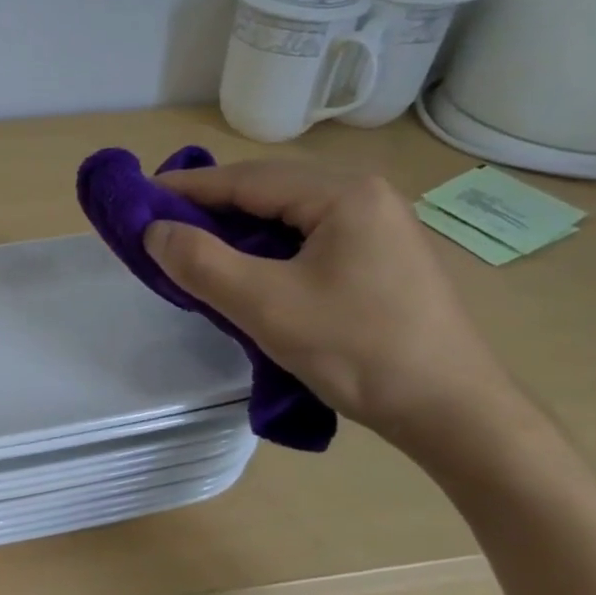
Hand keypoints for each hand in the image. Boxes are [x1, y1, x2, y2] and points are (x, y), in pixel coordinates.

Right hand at [145, 160, 513, 441]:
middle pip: (269, 192)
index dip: (188, 187)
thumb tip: (154, 231)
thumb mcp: (266, 306)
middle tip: (162, 226)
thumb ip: (201, 262)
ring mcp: (380, 229)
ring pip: (289, 218)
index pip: (247, 179)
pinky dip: (267, 250)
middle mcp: (366, 197)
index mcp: (344, 194)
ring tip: (194, 249)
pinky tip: (246, 272)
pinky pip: (309, 241)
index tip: (140, 195)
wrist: (455, 415)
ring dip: (239, 231)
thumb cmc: (358, 351)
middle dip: (212, 207)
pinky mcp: (382, 260)